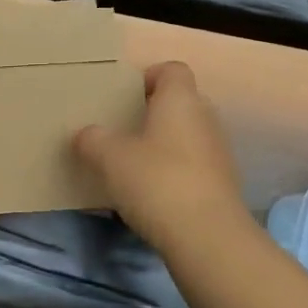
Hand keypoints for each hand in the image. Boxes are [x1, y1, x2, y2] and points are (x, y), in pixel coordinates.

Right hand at [75, 61, 248, 250]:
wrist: (207, 237)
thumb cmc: (156, 181)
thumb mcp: (110, 158)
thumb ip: (93, 140)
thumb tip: (85, 134)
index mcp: (180, 99)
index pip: (172, 69)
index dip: (149, 77)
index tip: (125, 97)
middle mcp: (205, 117)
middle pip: (180, 102)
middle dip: (153, 113)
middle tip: (123, 130)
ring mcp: (218, 151)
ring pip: (187, 135)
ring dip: (164, 145)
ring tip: (133, 164)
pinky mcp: (223, 184)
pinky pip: (194, 165)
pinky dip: (175, 172)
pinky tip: (152, 193)